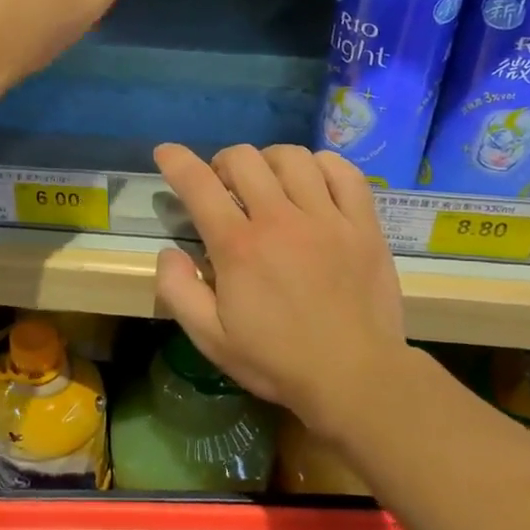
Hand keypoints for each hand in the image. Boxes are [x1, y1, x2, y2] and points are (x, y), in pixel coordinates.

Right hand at [153, 143, 408, 436]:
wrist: (355, 378)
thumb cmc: (276, 360)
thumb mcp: (210, 339)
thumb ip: (177, 291)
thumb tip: (169, 252)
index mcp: (239, 247)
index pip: (198, 185)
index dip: (176, 161)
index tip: (166, 151)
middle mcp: (280, 220)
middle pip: (244, 158)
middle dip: (223, 162)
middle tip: (224, 186)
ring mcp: (327, 218)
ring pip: (292, 157)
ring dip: (269, 161)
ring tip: (269, 182)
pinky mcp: (363, 225)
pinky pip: (344, 172)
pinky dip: (323, 165)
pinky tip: (314, 181)